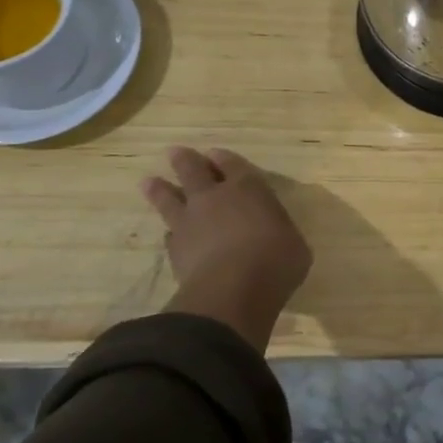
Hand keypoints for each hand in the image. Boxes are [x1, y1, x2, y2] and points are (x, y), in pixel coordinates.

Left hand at [143, 147, 312, 351]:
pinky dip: (171, 233)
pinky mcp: (175, 250)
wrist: (232, 290)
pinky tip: (169, 235)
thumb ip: (279, 233)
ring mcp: (190, 222)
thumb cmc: (276, 260)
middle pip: (194, 171)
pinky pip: (170, 235)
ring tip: (149, 182)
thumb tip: (277, 239)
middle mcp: (215, 198)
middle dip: (185, 160)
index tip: (214, 154)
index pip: (233, 164)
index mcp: (248, 188)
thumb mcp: (294, 244)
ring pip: (169, 198)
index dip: (223, 158)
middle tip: (174, 152)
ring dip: (160, 190)